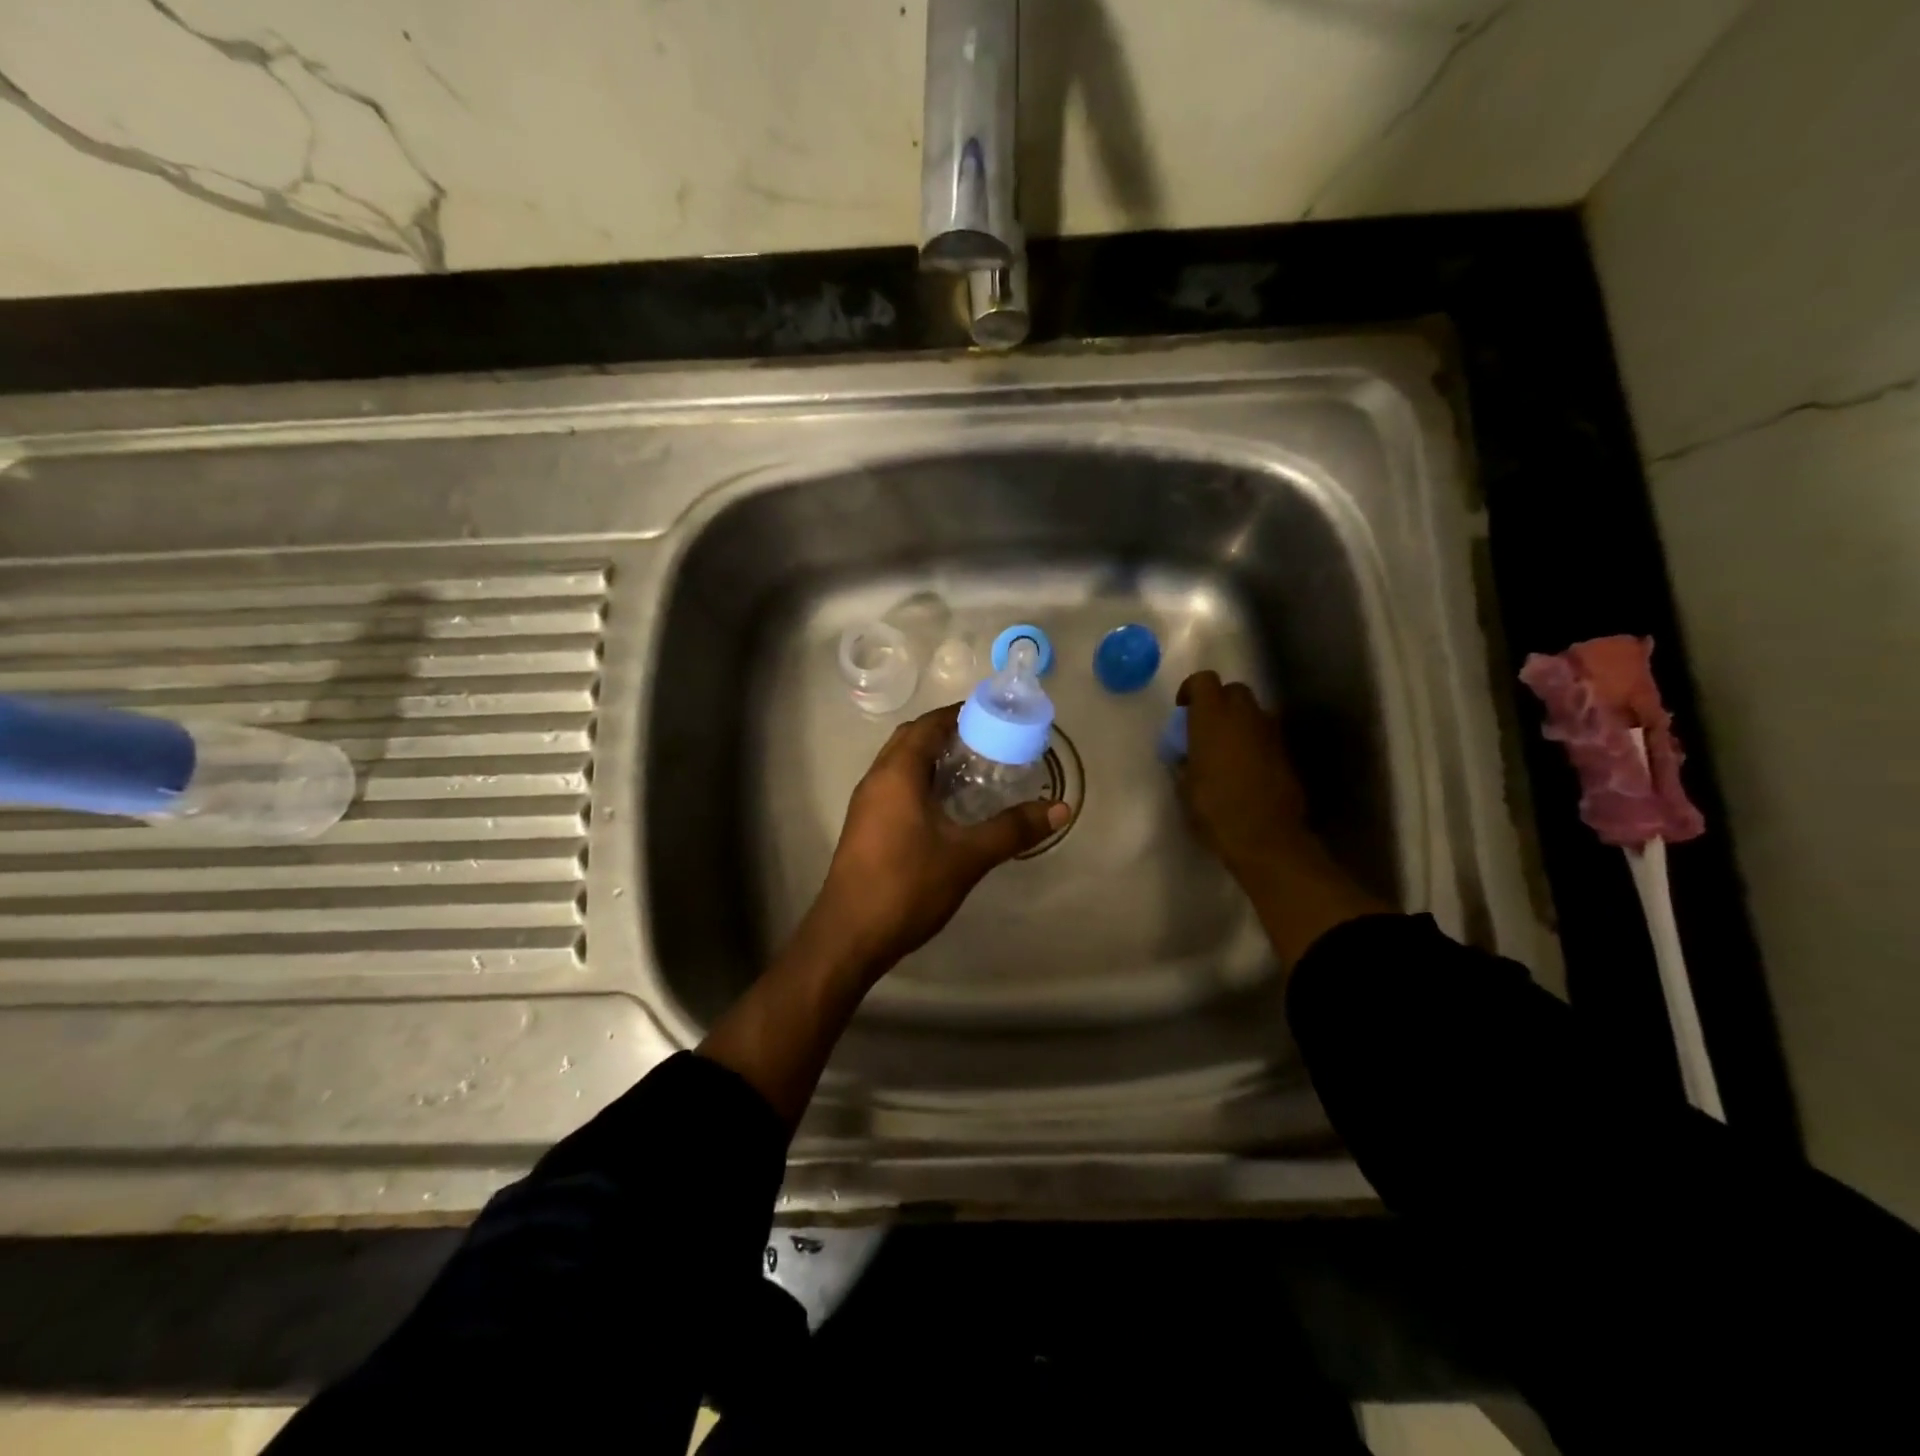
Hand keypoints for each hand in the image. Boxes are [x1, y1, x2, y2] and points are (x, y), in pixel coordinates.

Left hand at [801, 703, 1070, 981]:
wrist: (849, 936)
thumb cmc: (907, 886)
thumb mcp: (968, 857)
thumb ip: (1013, 829)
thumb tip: (1060, 809)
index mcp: (898, 773)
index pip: (929, 725)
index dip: (960, 715)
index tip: (996, 718)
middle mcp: (877, 779)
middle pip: (912, 739)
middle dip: (948, 734)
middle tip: (989, 744)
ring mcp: (866, 804)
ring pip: (901, 765)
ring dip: (933, 759)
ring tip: (974, 772)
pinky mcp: (864, 827)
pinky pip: (895, 787)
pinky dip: (921, 783)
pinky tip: (947, 808)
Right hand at [1175, 671, 1387, 966]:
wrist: (1265, 838)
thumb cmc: (1214, 810)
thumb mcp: (1184, 786)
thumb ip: (1185, 761)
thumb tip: (1187, 755)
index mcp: (1213, 718)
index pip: (1204, 680)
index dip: (1191, 690)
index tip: (1184, 710)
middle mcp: (1245, 716)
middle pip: (1234, 691)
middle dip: (1219, 702)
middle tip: (1205, 728)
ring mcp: (1271, 733)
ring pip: (1254, 712)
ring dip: (1240, 722)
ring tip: (1227, 750)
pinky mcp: (1286, 753)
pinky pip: (1266, 736)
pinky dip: (1255, 742)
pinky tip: (1246, 768)